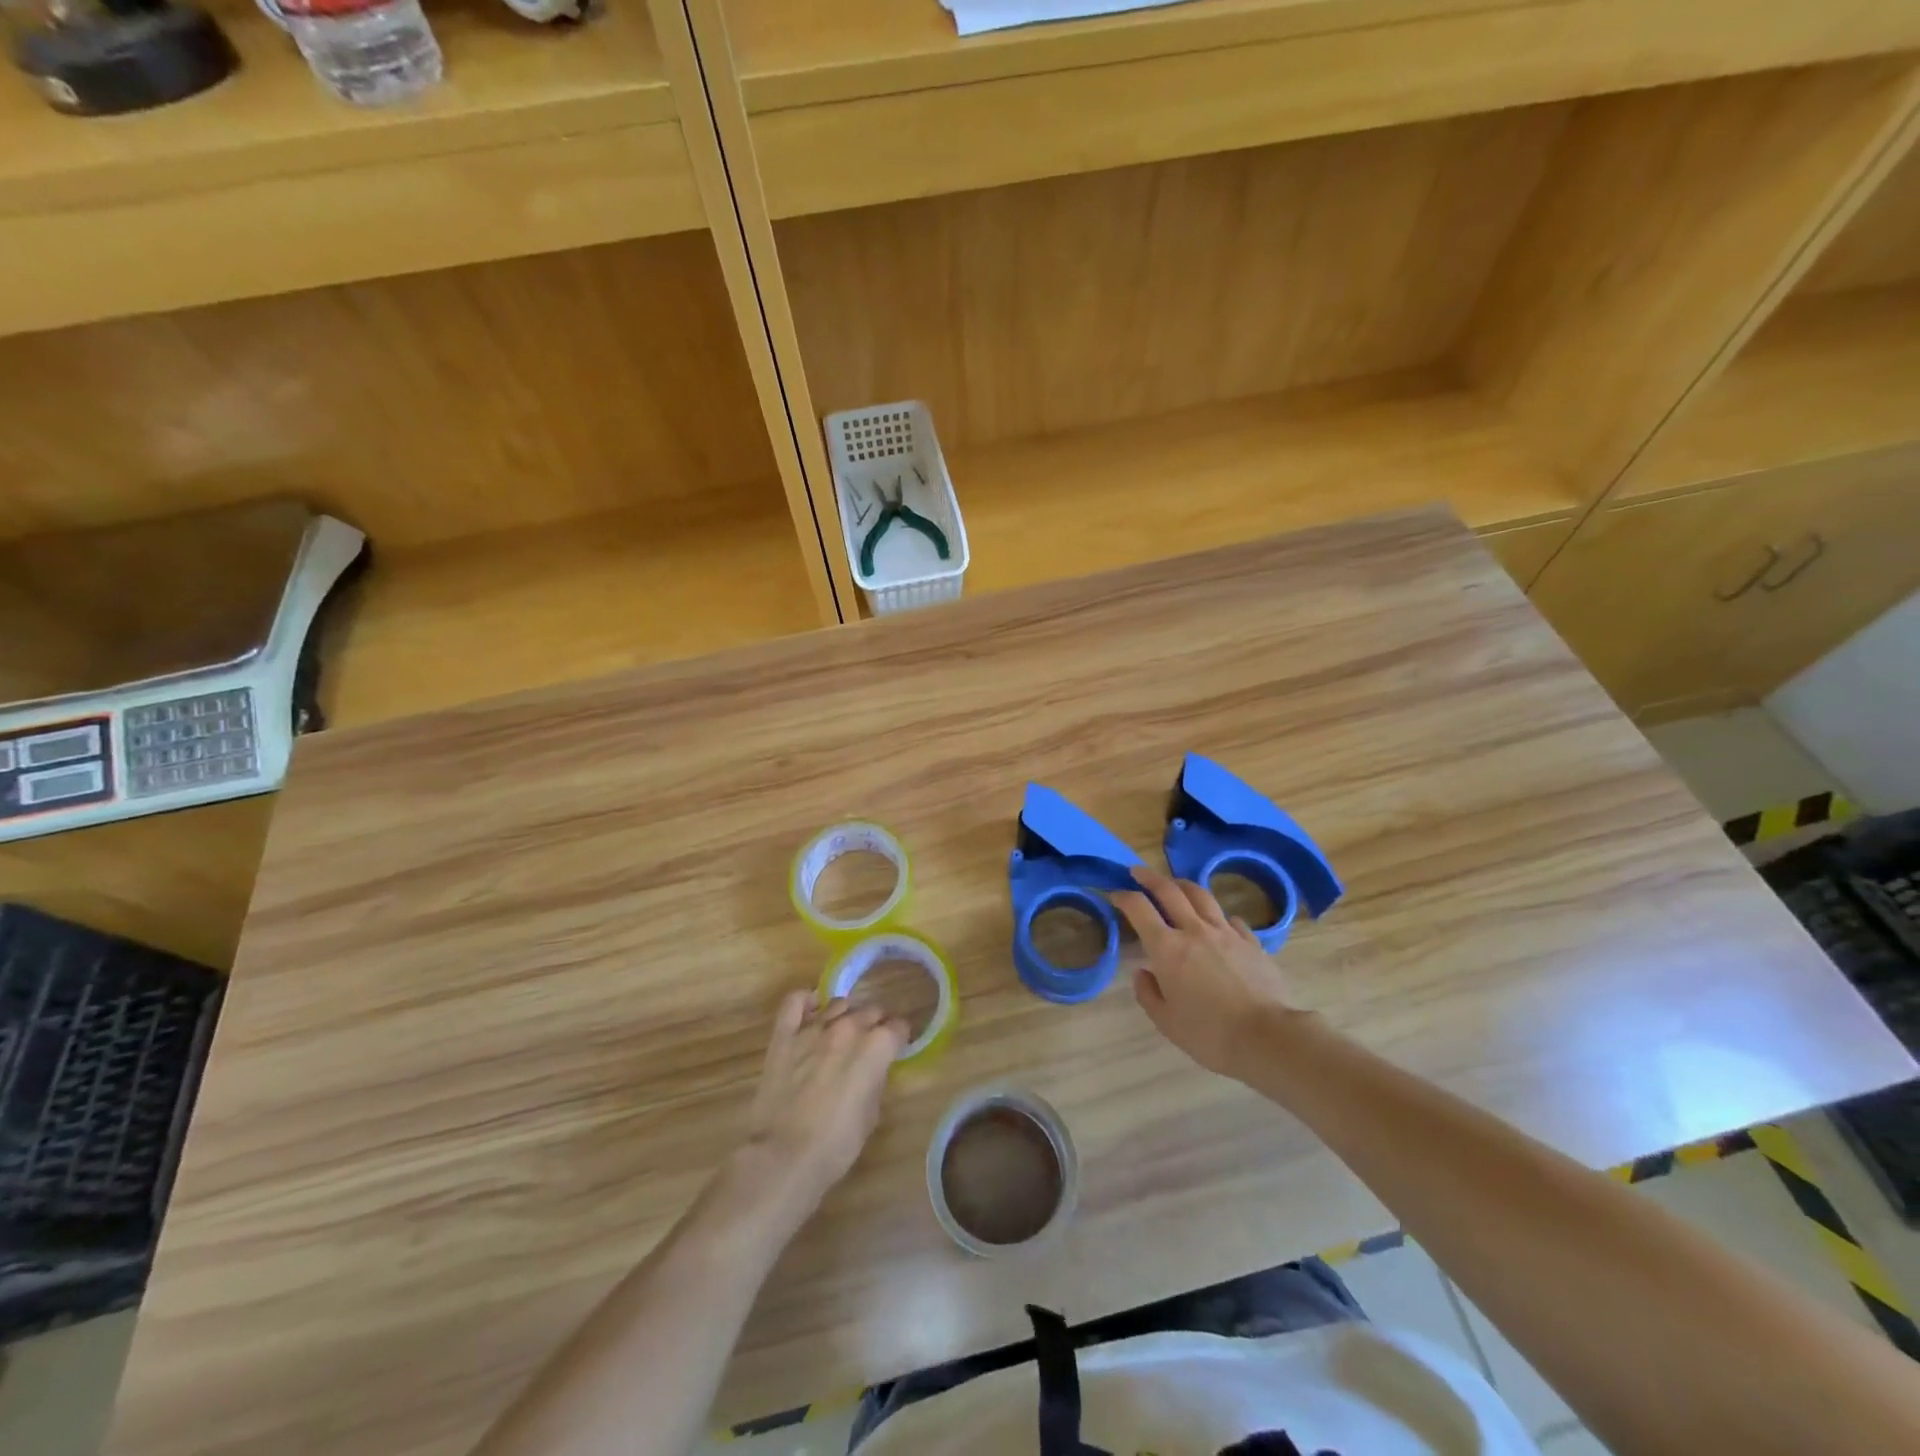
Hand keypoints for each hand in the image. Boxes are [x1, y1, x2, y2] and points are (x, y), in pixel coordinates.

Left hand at [741, 993, 905, 1214]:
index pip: (898, 1027)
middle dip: (875, 1023)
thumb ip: (875, 1080)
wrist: (783, 1157)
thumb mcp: (870, 1115)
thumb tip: (873, 1067)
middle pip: (870, 1010)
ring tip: (844, 1030)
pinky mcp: (784, 1036)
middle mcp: (847, 1028)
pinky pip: (794, 1002)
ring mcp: (813, 1028)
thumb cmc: (835, 1145)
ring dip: (846, 1014)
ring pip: (838, 1003)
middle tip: (872, 1042)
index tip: (897, 1046)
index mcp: (875, 1048)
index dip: (899, 1037)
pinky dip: (805, 1001)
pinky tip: (811, 1009)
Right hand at [1113, 867, 1312, 1080]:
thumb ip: (1148, 993)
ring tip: (1175, 884)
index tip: (1115, 894)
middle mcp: (1194, 930)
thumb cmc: (1209, 1033)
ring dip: (1183, 885)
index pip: (1139, 908)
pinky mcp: (1251, 941)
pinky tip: (1218, 922)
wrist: (1267, 1036)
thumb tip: (1143, 972)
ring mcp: (1226, 932)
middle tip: (1137, 872)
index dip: (1124, 897)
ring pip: (1201, 895)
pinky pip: (1230, 918)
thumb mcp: (1166, 1021)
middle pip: (1169, 890)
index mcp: (1167, 948)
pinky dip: (1218, 915)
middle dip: (1149, 877)